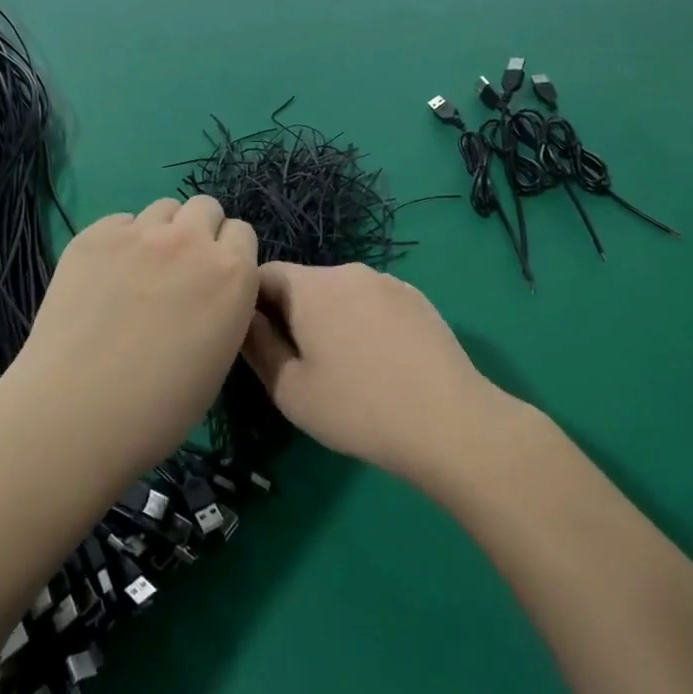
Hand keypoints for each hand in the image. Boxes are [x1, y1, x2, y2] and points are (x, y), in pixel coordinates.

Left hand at [4, 197, 257, 478]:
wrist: (76, 413)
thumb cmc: (159, 408)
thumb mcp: (219, 357)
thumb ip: (224, 307)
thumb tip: (207, 293)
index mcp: (233, 273)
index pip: (243, 233)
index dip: (230, 255)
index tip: (214, 280)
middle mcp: (191, 241)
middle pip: (206, 207)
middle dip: (200, 231)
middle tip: (181, 269)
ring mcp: (140, 234)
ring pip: (164, 209)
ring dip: (162, 232)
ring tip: (141, 270)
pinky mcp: (94, 236)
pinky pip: (120, 222)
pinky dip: (120, 241)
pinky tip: (105, 277)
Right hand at [242, 262, 506, 487]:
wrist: (448, 422)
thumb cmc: (357, 409)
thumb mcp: (291, 389)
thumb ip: (258, 347)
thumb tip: (244, 320)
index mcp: (312, 287)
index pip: (264, 274)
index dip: (250, 303)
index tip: (254, 340)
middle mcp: (349, 271)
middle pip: (304, 283)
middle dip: (291, 313)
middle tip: (296, 361)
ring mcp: (388, 282)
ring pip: (341, 293)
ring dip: (330, 317)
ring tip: (341, 366)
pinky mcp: (417, 299)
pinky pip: (374, 302)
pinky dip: (364, 322)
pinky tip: (379, 363)